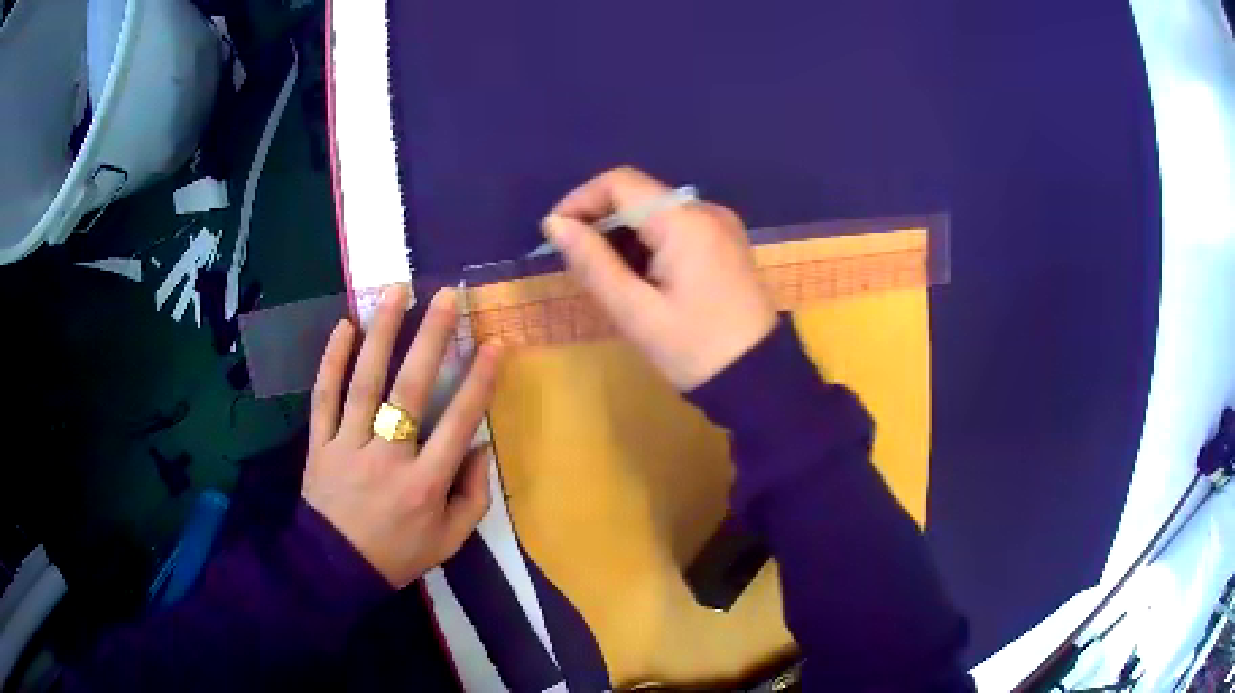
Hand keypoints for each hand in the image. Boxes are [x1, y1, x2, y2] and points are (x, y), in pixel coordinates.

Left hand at [302, 285, 503, 586]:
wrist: (334, 570)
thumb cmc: (398, 555)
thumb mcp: (449, 542)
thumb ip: (473, 497)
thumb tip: (479, 447)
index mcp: (425, 486)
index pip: (459, 424)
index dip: (479, 381)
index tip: (494, 342)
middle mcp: (388, 459)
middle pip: (411, 391)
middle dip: (431, 339)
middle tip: (446, 296)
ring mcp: (348, 447)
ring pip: (364, 384)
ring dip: (381, 335)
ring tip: (396, 292)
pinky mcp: (319, 445)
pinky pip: (323, 398)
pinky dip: (331, 362)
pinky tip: (344, 327)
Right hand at [542, 167, 776, 389]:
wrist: (759, 379)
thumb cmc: (694, 349)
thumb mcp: (635, 311)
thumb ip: (592, 261)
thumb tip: (554, 223)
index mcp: (685, 221)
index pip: (620, 182)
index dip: (581, 200)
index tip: (556, 234)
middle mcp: (706, 211)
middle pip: (639, 195)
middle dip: (601, 222)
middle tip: (579, 265)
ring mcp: (720, 227)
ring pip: (656, 213)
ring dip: (624, 236)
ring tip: (608, 280)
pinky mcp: (725, 245)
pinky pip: (676, 229)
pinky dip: (648, 245)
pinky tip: (640, 280)